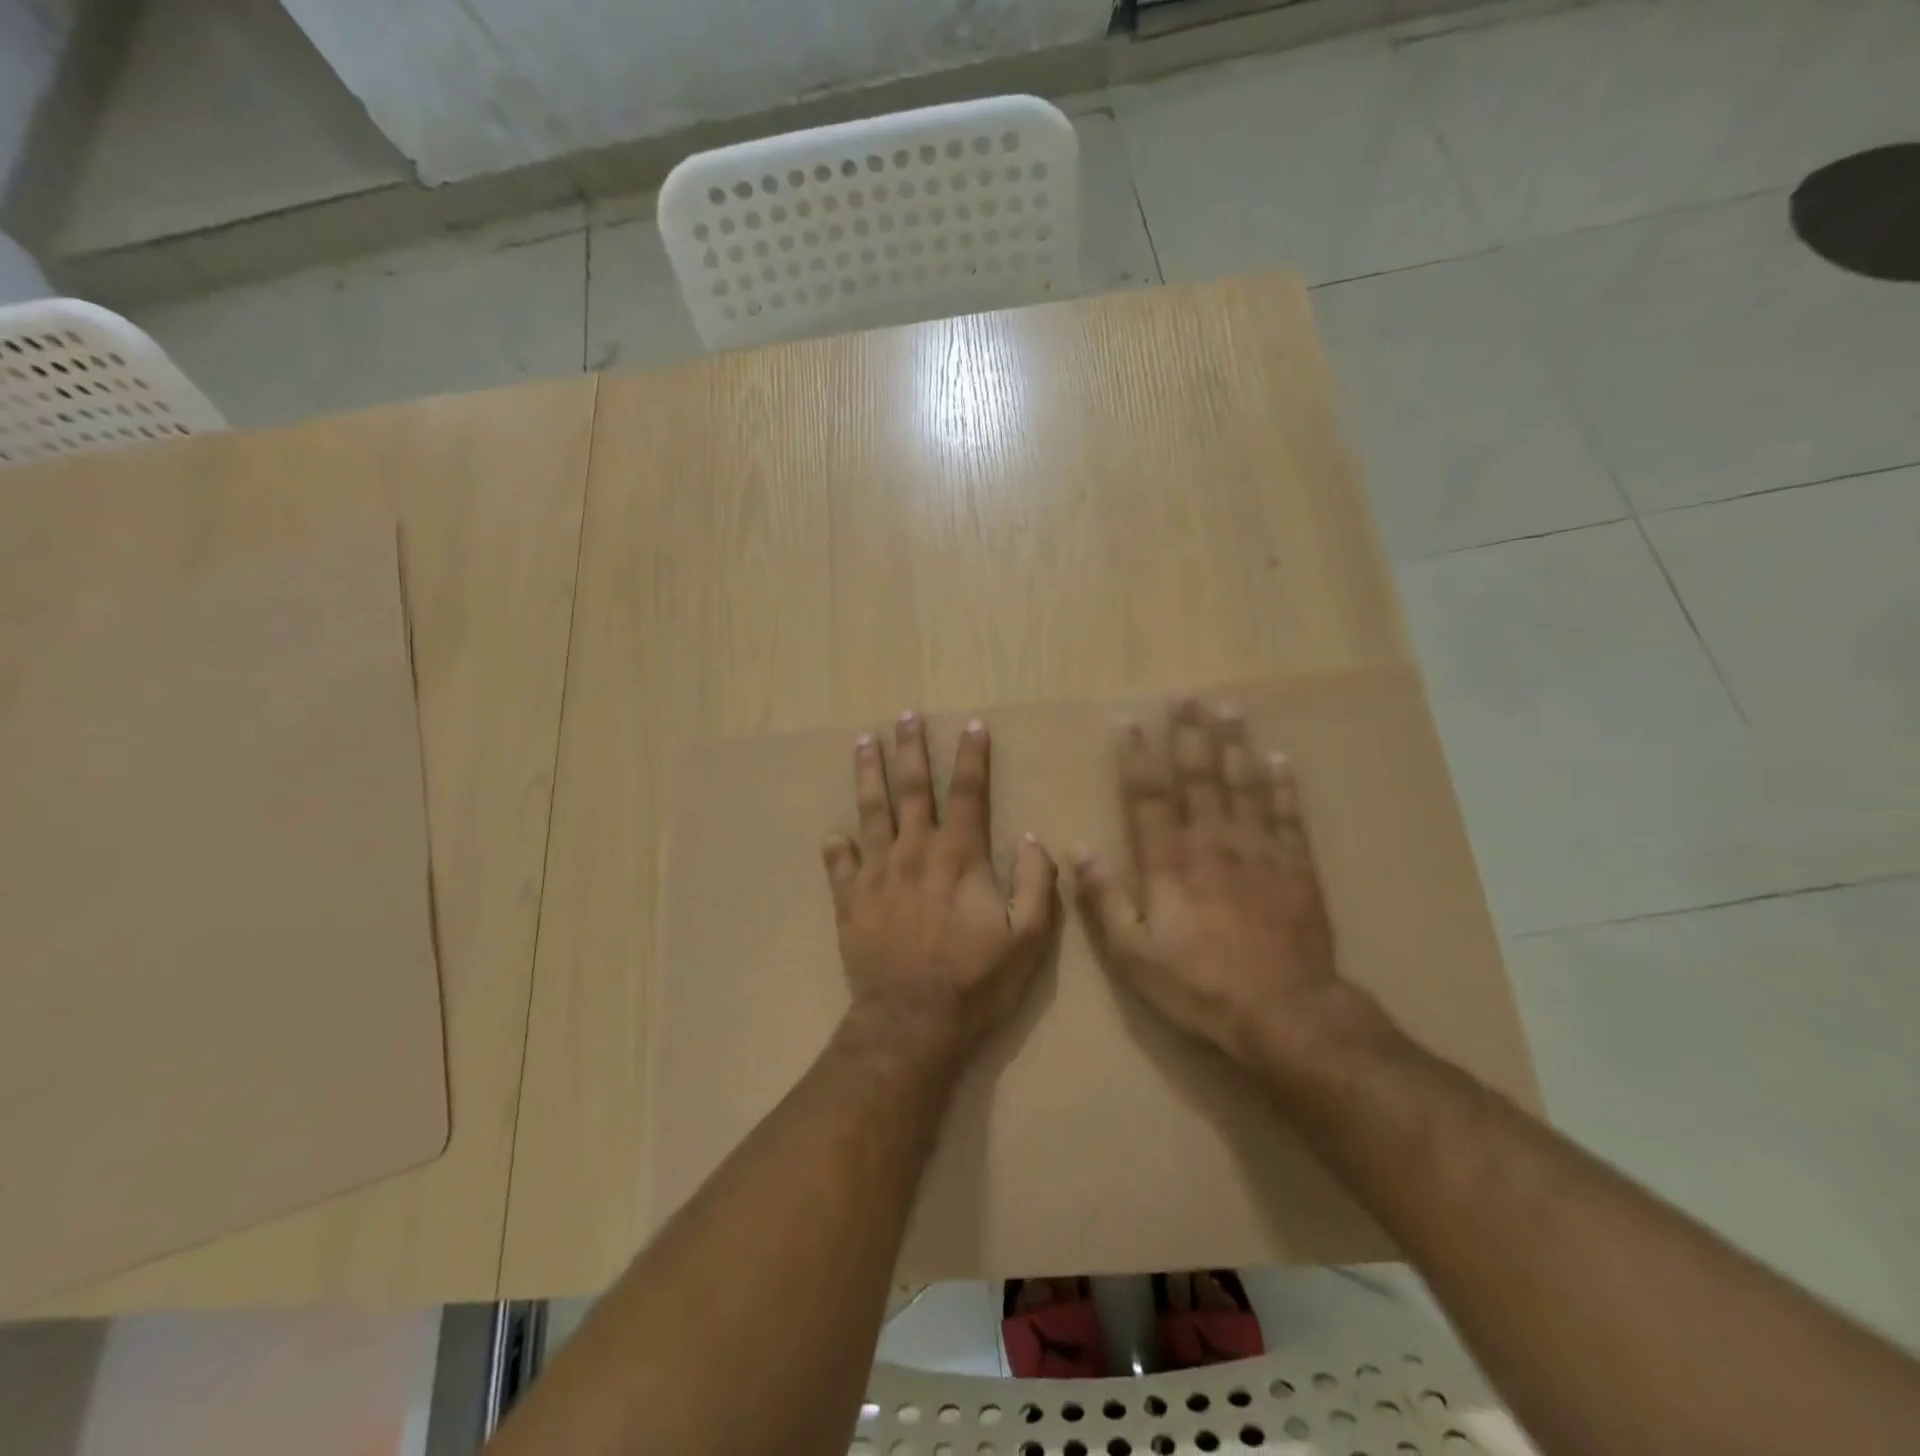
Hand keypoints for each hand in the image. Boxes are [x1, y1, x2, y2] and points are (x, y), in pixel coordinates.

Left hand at [822, 712, 1058, 1056]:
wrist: (912, 1022)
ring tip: (864, 742)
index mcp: (959, 856)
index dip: (973, 756)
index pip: (968, 792)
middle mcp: (915, 851)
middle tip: (905, 716)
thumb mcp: (1027, 937)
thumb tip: (1034, 839)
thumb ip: (1035, 883)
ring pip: (871, 811)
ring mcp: (877, 873)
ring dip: (869, 774)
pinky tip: (833, 834)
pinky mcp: (850, 900)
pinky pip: (838, 864)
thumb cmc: (976, 981)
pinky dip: (836, 847)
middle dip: (911, 748)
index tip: (973, 724)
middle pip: (912, 788)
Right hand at [1074, 697, 1355, 1073]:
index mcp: (1170, 862)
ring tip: (1230, 708)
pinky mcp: (1297, 866)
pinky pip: (1290, 815)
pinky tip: (1280, 758)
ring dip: (1235, 745)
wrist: (1284, 1012)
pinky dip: (1284, 785)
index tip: (1132, 722)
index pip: (1150, 798)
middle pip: (1199, 777)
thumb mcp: (1134, 954)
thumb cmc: (1200, 984)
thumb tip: (1078, 849)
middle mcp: (1213, 843)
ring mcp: (1259, 850)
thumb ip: (1105, 899)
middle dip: (1190, 735)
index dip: (1139, 758)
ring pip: (1244, 785)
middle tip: (1186, 697)